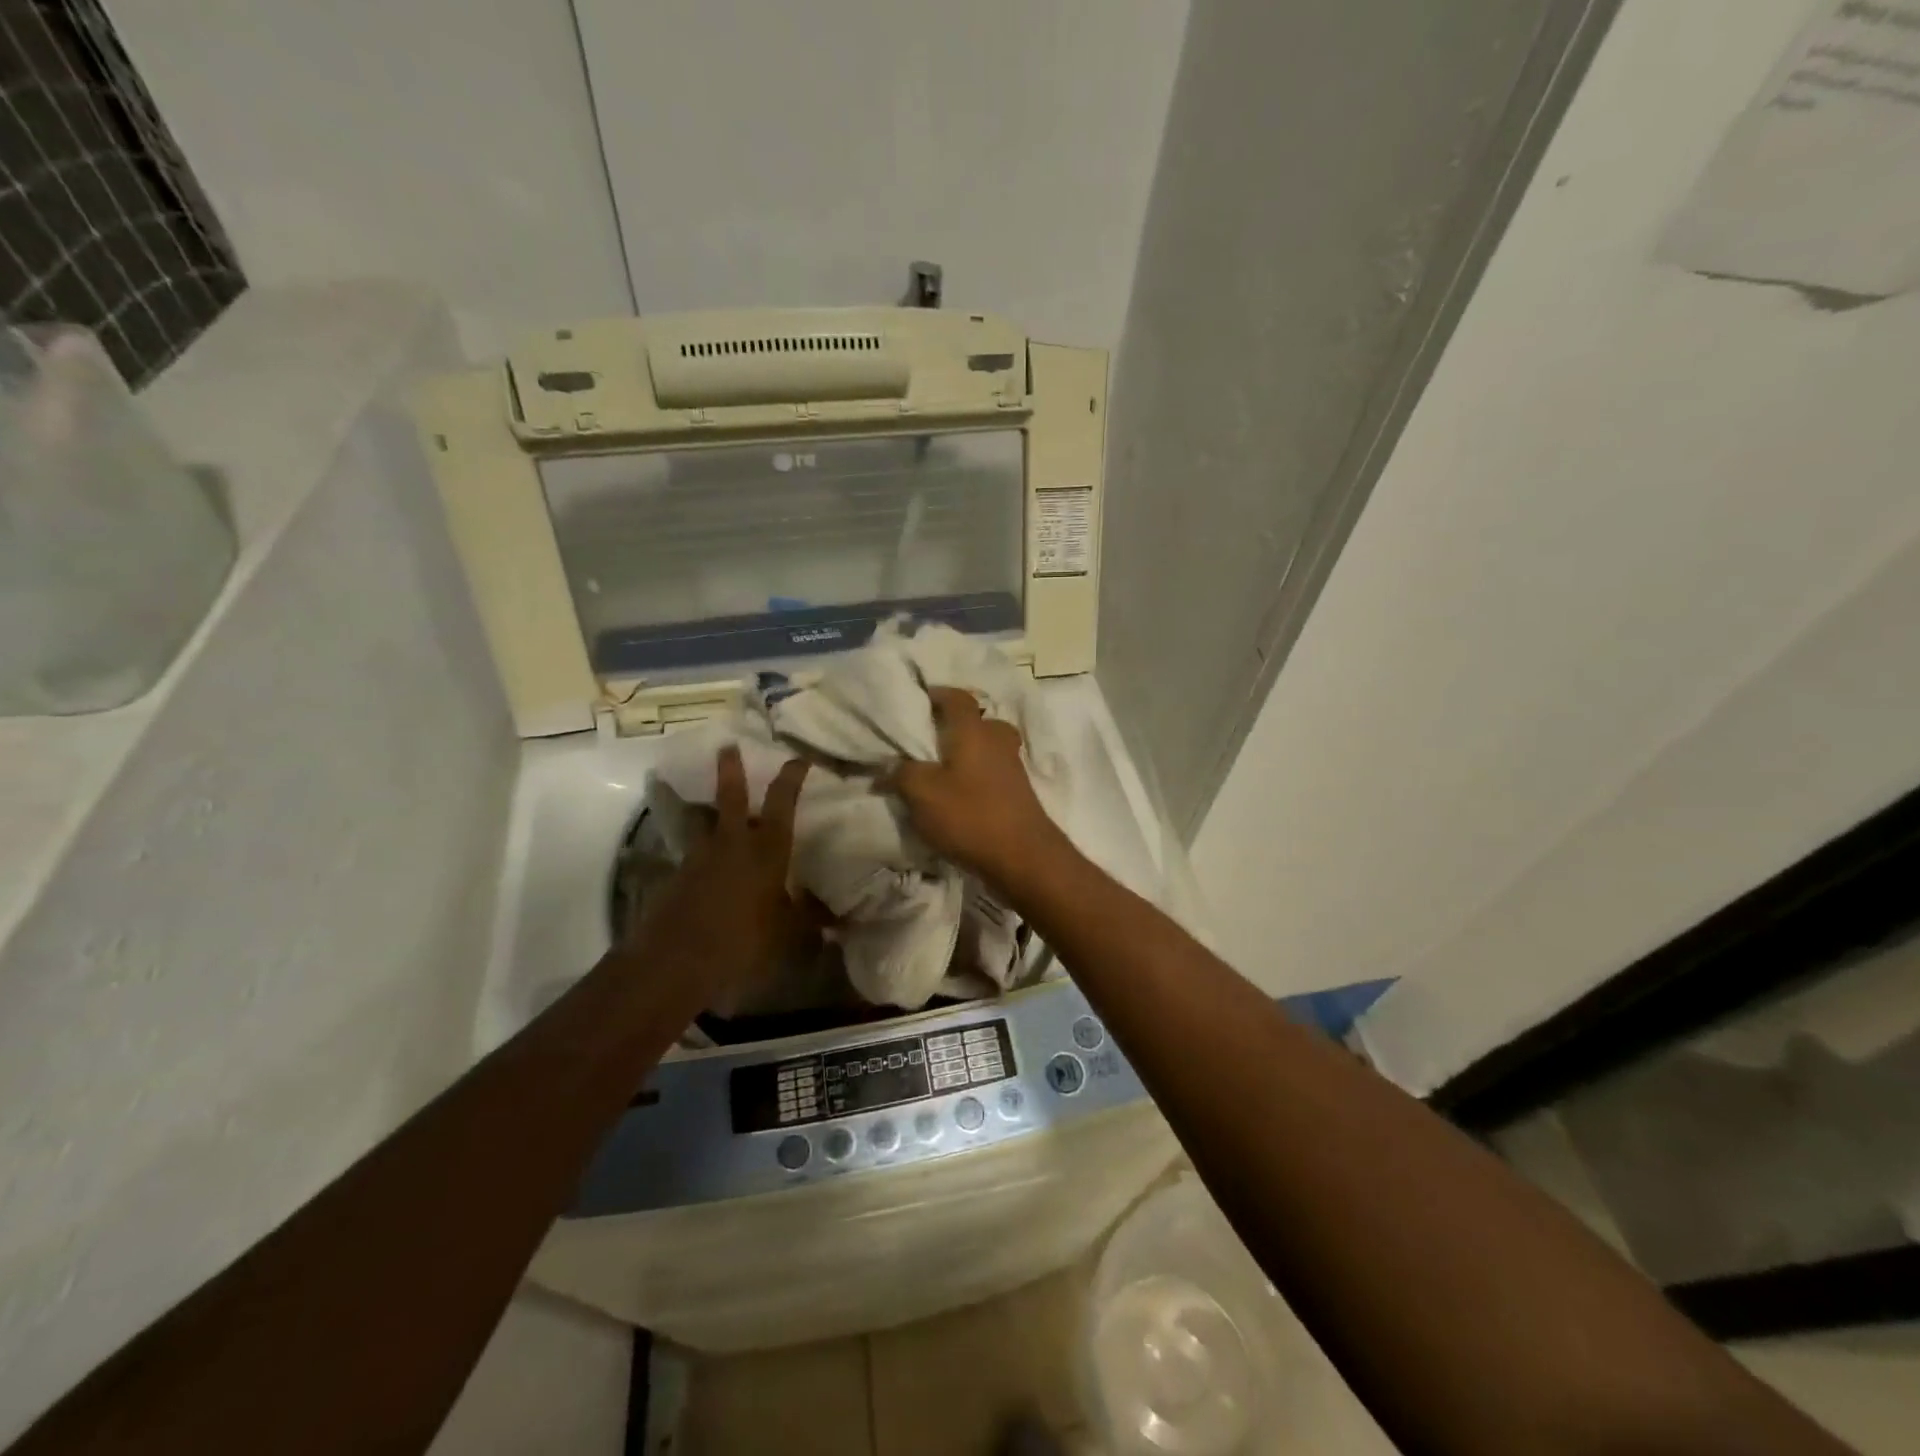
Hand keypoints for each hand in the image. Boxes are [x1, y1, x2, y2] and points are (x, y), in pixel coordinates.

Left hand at [628, 747, 810, 1011]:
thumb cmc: (744, 940)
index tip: (799, 758)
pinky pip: (690, 856)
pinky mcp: (676, 879)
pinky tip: (703, 868)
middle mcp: (733, 845)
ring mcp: (699, 859)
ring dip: (704, 810)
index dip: (792, 777)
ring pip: (702, 822)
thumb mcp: (788, 935)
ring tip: (703, 805)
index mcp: (767, 850)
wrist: (678, 961)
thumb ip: (810, 922)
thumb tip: (840, 922)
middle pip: (730, 797)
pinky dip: (698, 854)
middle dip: (731, 770)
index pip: (783, 803)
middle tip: (726, 746)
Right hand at [888, 686, 1068, 887]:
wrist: (1023, 856)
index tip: (918, 702)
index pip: (957, 697)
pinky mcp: (1019, 792)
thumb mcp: (922, 794)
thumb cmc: (970, 815)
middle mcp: (997, 740)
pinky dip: (977, 776)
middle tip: (929, 740)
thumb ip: (902, 773)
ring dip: (967, 753)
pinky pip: (993, 772)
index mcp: (974, 730)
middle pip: (977, 721)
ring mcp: (1013, 766)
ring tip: (940, 770)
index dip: (938, 694)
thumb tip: (888, 767)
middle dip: (955, 726)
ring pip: (987, 748)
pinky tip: (959, 795)